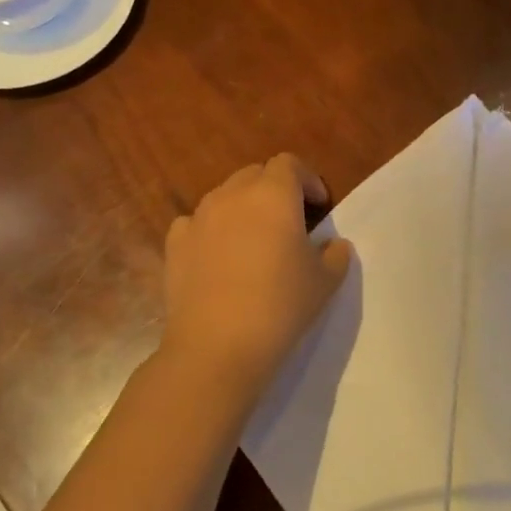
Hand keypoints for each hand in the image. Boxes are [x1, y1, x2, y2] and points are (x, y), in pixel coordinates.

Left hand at [158, 154, 352, 406]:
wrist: (218, 346)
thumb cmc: (281, 305)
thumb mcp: (326, 281)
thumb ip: (336, 254)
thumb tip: (332, 244)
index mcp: (273, 195)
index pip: (289, 164)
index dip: (307, 179)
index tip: (319, 206)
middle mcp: (232, 195)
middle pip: (255, 174)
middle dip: (275, 189)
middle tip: (290, 221)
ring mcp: (199, 217)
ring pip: (225, 196)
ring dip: (243, 208)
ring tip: (255, 240)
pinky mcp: (175, 244)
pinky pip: (196, 222)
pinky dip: (211, 229)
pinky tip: (219, 255)